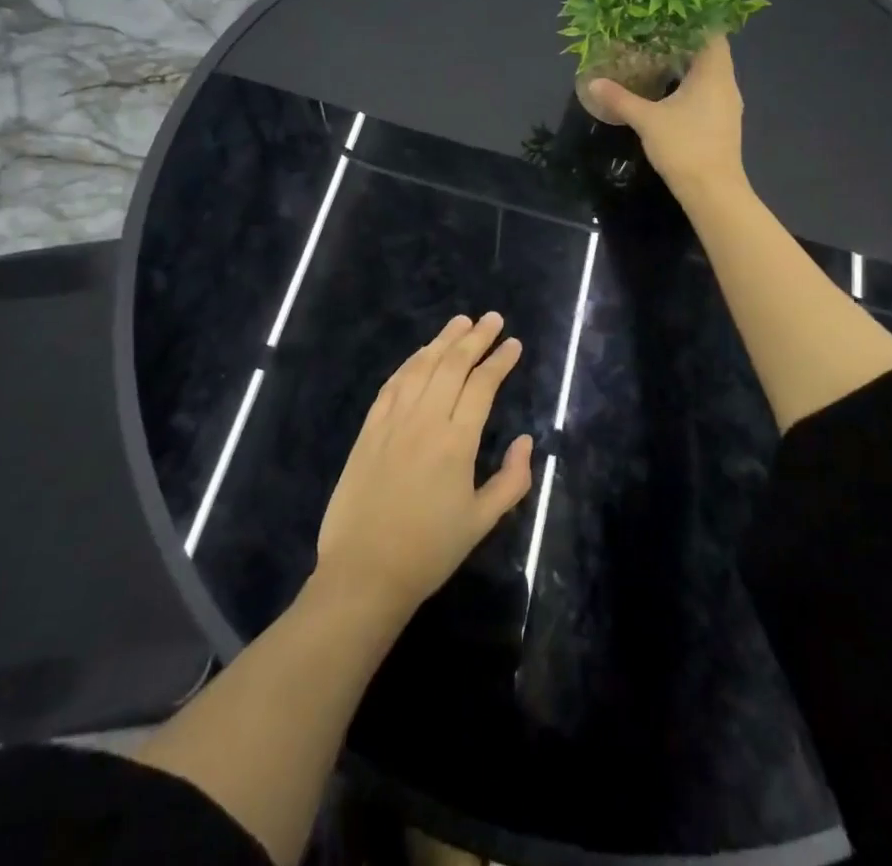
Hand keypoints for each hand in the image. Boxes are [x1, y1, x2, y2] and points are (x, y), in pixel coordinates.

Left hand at [315, 313, 533, 619]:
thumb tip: (527, 441)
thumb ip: (512, 480)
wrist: (364, 572)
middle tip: (492, 319)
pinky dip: (410, 362)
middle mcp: (425, 420)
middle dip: (476, 338)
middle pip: (453, 365)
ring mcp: (393, 421)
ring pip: (422, 367)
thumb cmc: (429, 551)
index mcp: (457, 442)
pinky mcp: (369, 428)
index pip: (482, 385)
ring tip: (461, 321)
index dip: (500, 360)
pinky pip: (393, 384)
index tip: (514, 343)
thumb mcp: (482, 522)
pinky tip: (422, 353)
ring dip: (443, 340)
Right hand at [589, 32, 745, 198]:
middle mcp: (726, 84)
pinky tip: (668, 90)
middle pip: (710, 52)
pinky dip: (689, 84)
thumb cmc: (685, 147)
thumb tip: (593, 82)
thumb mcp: (647, 120)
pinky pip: (707, 92)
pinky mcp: (721, 123)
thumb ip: (621, 99)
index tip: (669, 12)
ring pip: (709, 74)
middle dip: (684, 41)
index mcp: (714, 74)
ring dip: (687, 64)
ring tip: (657, 56)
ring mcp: (726, 105)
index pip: (712, 33)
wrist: (713, 192)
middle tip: (654, 32)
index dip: (693, 20)